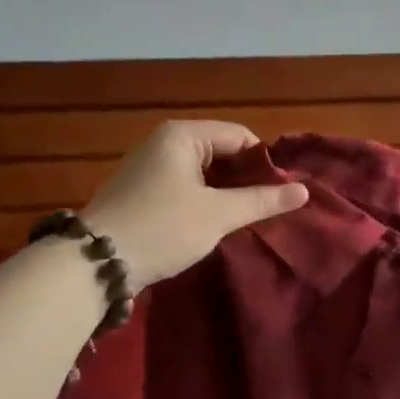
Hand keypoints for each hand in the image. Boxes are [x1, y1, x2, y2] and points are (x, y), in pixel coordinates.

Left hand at [83, 121, 307, 287]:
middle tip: (268, 206)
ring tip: (246, 216)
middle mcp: (164, 142)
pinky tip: (214, 222)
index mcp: (182, 135)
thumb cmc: (163, 228)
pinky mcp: (140, 189)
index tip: (283, 191)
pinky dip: (203, 198)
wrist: (95, 263)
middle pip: (220, 150)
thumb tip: (304, 191)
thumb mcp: (218, 215)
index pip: (239, 135)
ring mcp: (148, 165)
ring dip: (225, 191)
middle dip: (245, 177)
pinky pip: (184, 184)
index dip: (264, 161)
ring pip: (202, 170)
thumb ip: (262, 200)